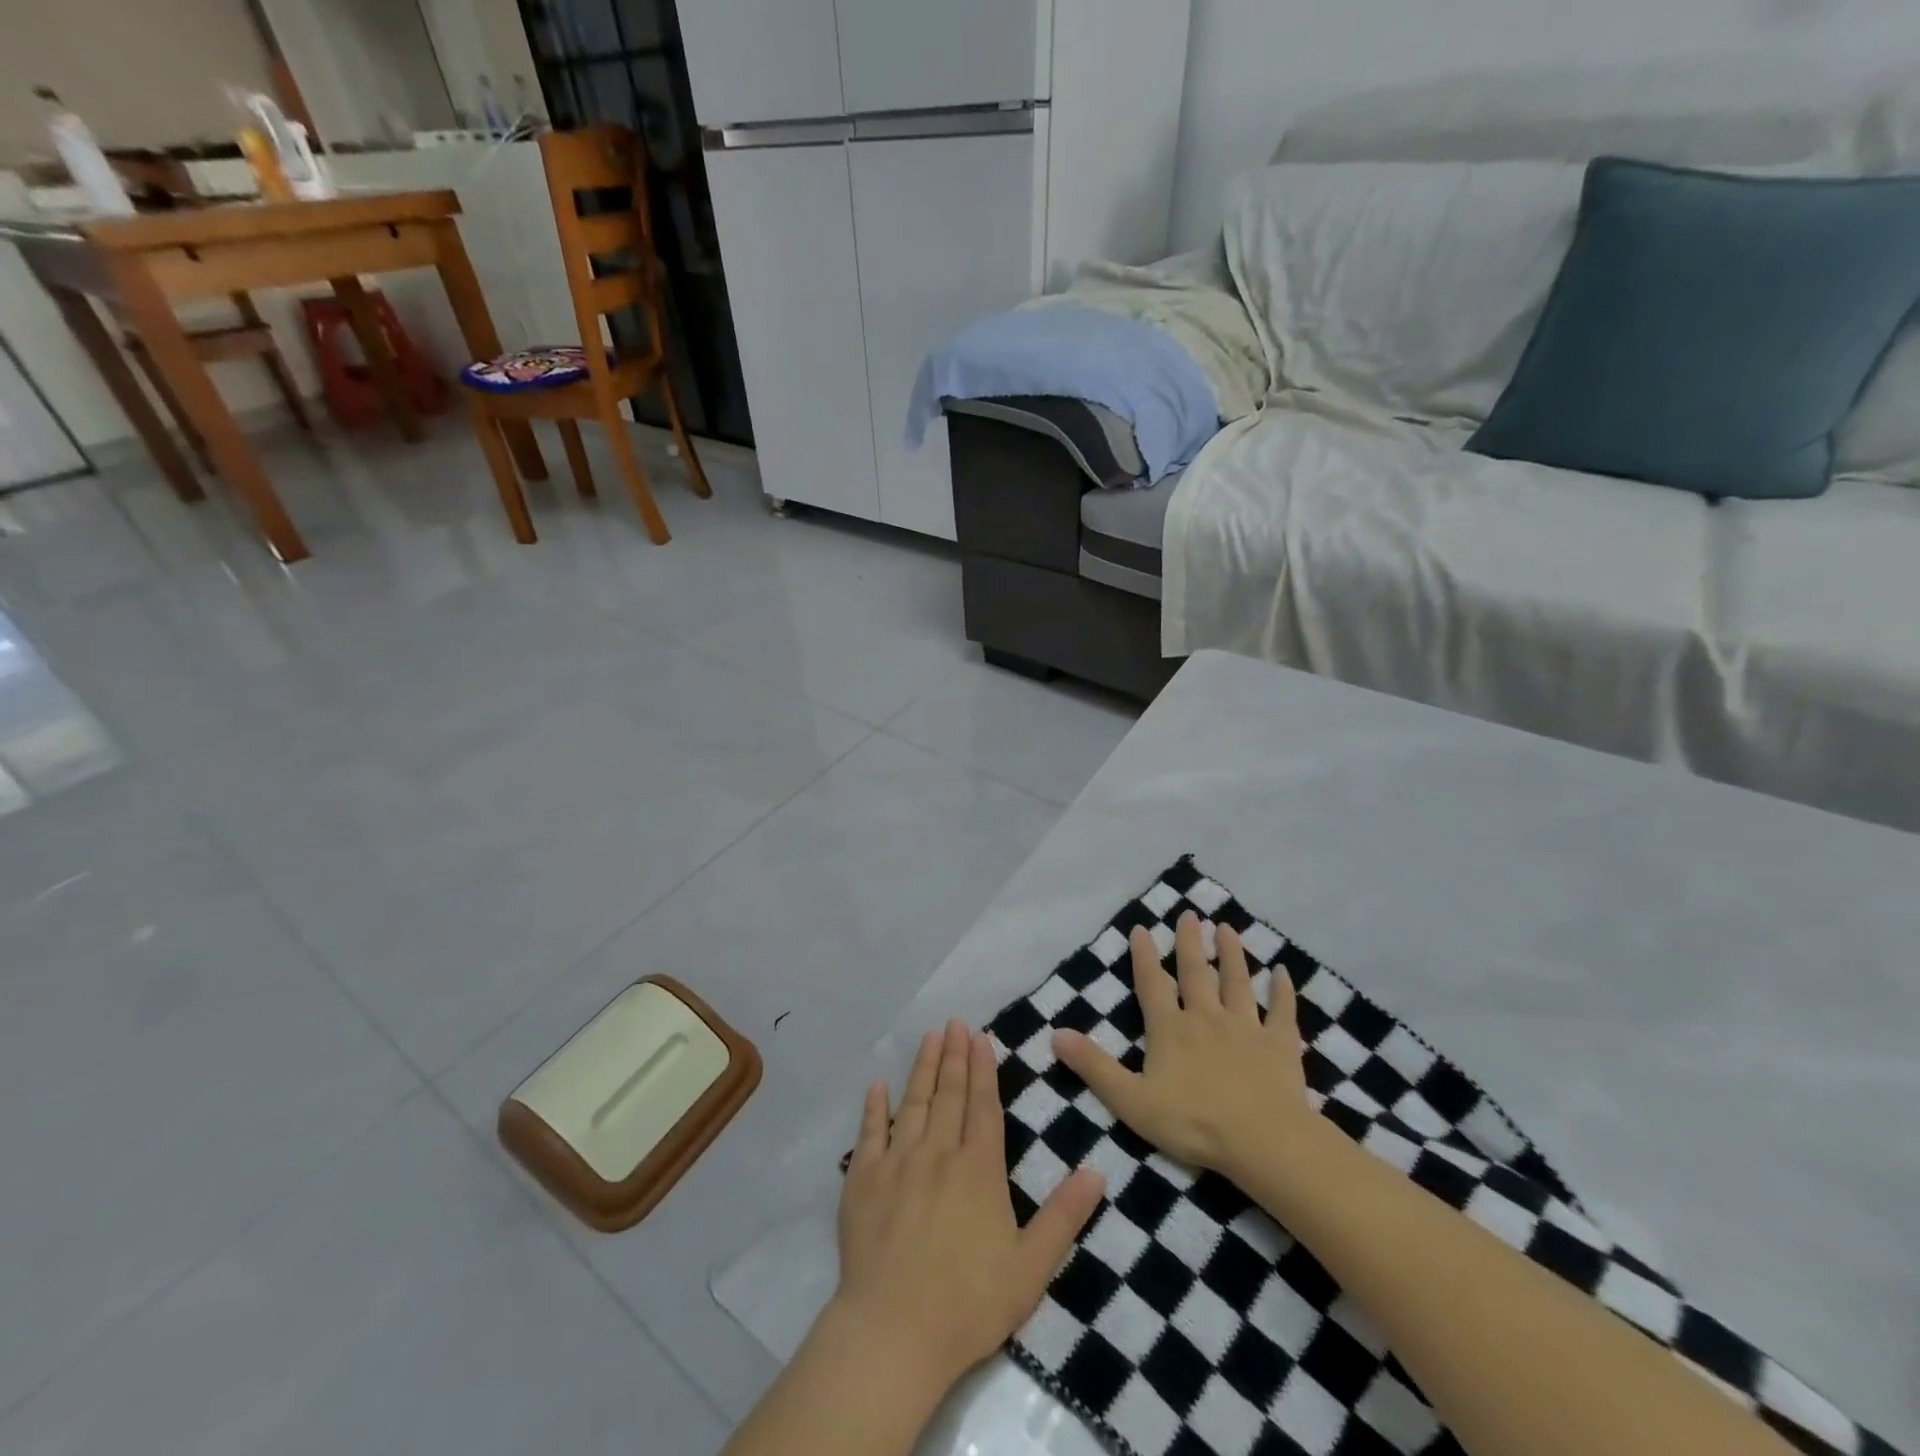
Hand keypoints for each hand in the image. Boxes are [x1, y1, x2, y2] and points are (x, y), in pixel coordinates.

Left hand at [832, 1019, 1105, 1393]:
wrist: (894, 1332)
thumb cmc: (969, 1302)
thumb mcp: (1031, 1266)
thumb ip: (1064, 1216)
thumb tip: (1097, 1171)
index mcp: (979, 1168)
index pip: (983, 1105)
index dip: (983, 1069)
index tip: (981, 1038)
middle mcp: (938, 1152)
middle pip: (948, 1094)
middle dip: (954, 1056)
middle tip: (955, 1023)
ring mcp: (897, 1162)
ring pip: (913, 1102)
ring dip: (922, 1068)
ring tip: (929, 1037)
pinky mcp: (863, 1180)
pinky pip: (869, 1133)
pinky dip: (874, 1107)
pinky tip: (877, 1085)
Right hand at [1054, 911, 1315, 1178]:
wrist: (1262, 1141)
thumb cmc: (1192, 1122)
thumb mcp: (1131, 1100)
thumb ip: (1094, 1066)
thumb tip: (1056, 1034)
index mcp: (1170, 1029)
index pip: (1152, 984)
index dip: (1143, 956)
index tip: (1141, 928)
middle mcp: (1206, 1017)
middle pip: (1196, 972)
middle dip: (1190, 942)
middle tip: (1189, 914)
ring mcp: (1246, 1028)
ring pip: (1237, 982)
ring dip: (1232, 953)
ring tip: (1227, 928)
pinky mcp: (1279, 1045)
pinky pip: (1281, 1011)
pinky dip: (1283, 991)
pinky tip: (1283, 972)